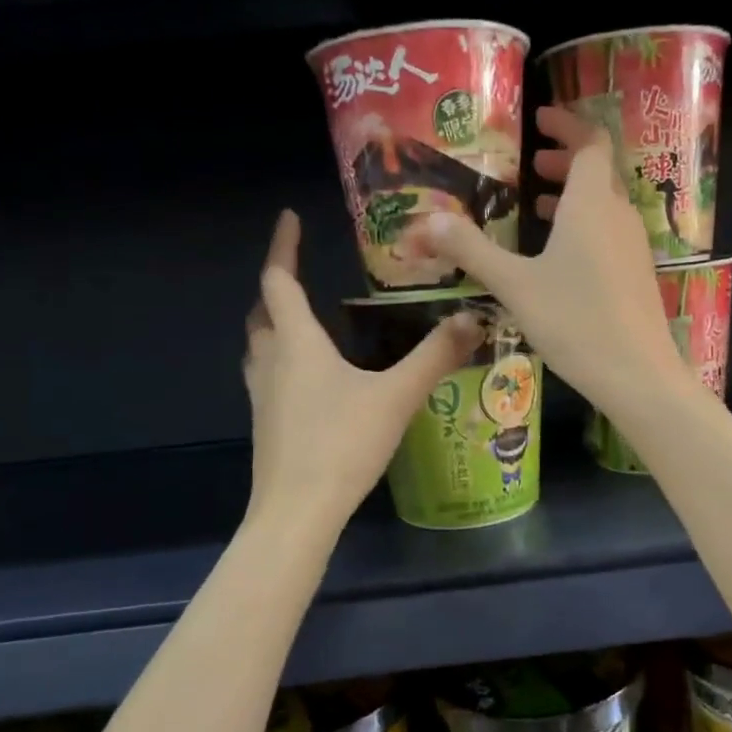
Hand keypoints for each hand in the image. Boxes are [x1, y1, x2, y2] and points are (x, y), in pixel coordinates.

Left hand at [244, 211, 482, 530]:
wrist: (297, 512)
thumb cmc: (342, 444)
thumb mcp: (396, 397)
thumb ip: (435, 356)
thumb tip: (472, 318)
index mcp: (297, 343)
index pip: (279, 281)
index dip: (282, 247)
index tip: (288, 218)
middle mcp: (271, 362)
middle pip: (262, 313)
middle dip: (276, 288)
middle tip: (299, 275)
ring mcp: (262, 397)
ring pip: (259, 347)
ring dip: (273, 326)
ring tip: (302, 322)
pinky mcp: (266, 425)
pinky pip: (267, 377)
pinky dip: (281, 362)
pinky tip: (309, 380)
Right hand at [410, 106, 691, 416]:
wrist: (637, 375)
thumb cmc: (574, 321)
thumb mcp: (514, 285)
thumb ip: (471, 250)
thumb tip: (427, 219)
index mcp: (591, 203)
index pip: (590, 142)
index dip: (567, 125)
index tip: (540, 119)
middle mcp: (618, 215)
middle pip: (599, 171)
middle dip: (566, 161)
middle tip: (532, 165)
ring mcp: (633, 246)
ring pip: (606, 204)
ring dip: (575, 196)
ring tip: (538, 206)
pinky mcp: (637, 274)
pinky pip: (611, 232)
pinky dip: (586, 225)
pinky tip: (561, 256)